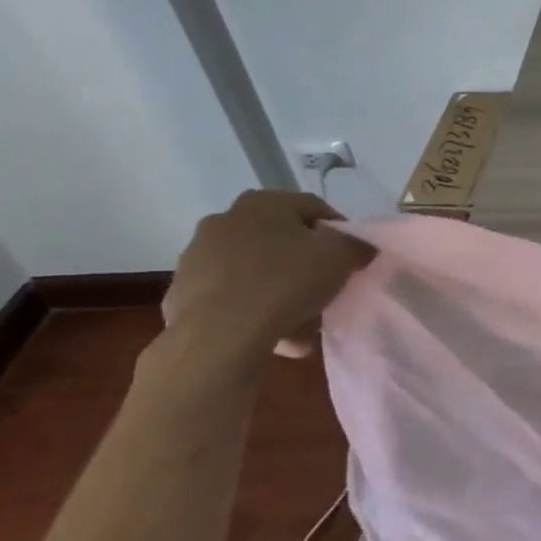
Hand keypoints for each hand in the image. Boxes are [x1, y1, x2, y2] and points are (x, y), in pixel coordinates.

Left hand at [162, 189, 376, 360]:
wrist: (217, 338)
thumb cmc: (285, 281)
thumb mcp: (340, 258)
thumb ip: (356, 246)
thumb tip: (360, 247)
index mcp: (262, 202)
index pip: (312, 208)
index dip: (338, 232)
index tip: (351, 257)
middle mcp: (225, 221)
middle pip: (280, 241)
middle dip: (304, 265)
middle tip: (325, 289)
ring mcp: (197, 259)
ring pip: (254, 272)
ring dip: (279, 292)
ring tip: (303, 324)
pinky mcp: (180, 296)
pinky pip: (231, 299)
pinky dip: (252, 313)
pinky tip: (274, 337)